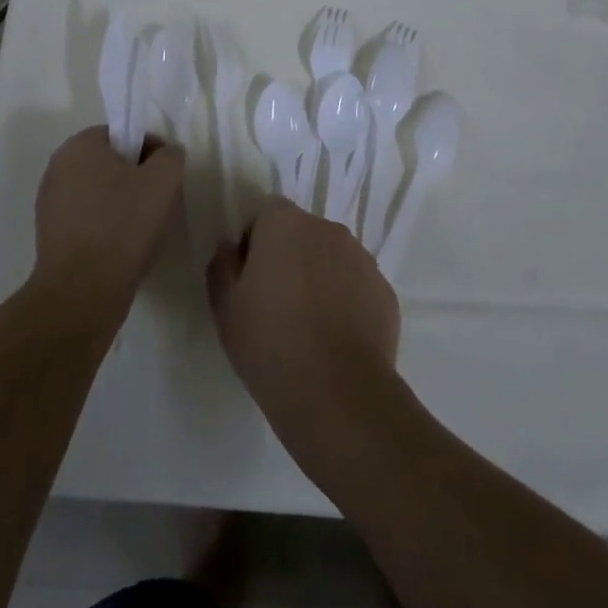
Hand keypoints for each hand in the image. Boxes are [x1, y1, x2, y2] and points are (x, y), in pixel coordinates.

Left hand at [33, 128, 184, 323]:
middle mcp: (58, 167)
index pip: (124, 135)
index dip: (151, 152)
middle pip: (110, 164)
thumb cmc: (123, 225)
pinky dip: (106, 226)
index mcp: (79, 145)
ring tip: (143, 230)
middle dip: (136, 179)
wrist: (82, 291)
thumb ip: (170, 156)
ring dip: (122, 204)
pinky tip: (123, 248)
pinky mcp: (50, 234)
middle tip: (159, 203)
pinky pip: (87, 219)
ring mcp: (50, 202)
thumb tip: (167, 153)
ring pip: (99, 193)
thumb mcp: (163, 181)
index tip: (166, 179)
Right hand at [206, 199, 400, 448]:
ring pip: (332, 259)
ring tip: (309, 326)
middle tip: (276, 305)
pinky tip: (335, 340)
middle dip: (289, 257)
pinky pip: (357, 286)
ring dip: (320, 278)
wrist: (337, 394)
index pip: (266, 213)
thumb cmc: (270, 343)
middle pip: (302, 233)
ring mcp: (362, 259)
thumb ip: (222, 266)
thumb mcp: (225, 307)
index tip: (249, 279)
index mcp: (285, 224)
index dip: (254, 241)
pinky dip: (346, 302)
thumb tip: (231, 248)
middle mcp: (327, 229)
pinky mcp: (385, 291)